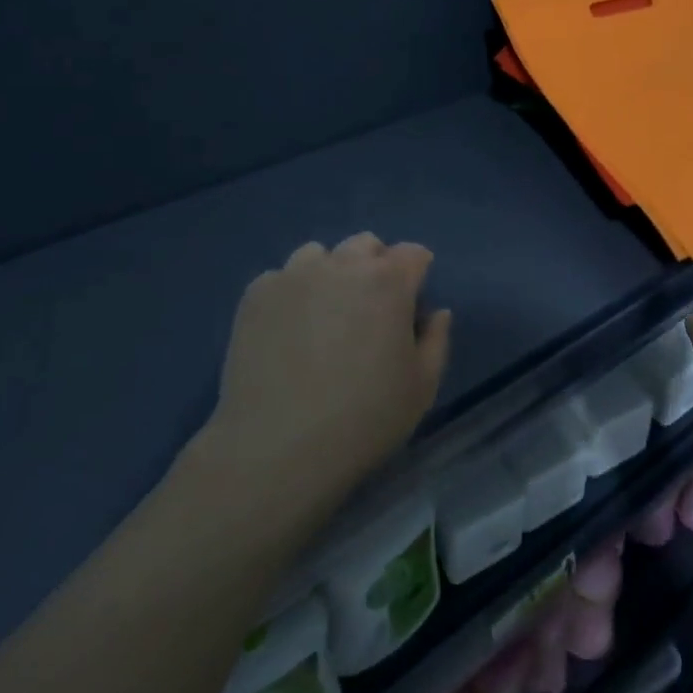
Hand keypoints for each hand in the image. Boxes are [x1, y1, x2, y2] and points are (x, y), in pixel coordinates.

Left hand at [208, 233, 452, 498]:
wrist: (278, 448)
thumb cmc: (365, 419)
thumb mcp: (422, 387)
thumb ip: (436, 339)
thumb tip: (436, 312)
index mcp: (388, 281)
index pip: (413, 253)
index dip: (417, 274)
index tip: (412, 304)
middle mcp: (341, 265)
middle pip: (366, 245)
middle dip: (375, 266)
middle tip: (369, 309)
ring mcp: (293, 276)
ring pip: (319, 255)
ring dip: (330, 273)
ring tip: (324, 315)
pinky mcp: (256, 295)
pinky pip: (281, 278)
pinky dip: (291, 294)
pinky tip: (288, 330)